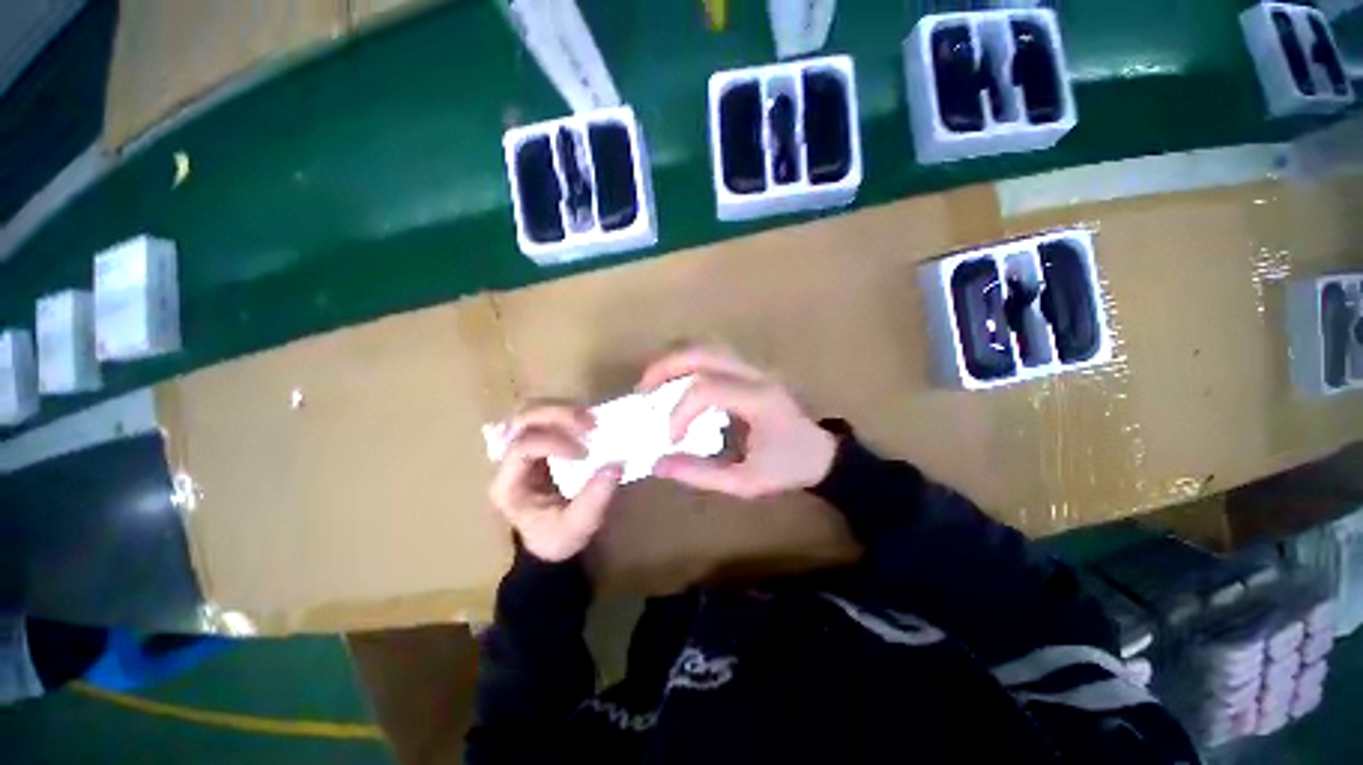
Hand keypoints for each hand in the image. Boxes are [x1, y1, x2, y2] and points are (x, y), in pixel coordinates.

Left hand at [488, 404, 622, 561]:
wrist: (551, 540)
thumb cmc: (557, 537)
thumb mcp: (577, 528)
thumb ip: (594, 500)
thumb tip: (615, 466)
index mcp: (508, 485)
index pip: (520, 448)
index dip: (552, 443)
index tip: (584, 454)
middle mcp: (509, 461)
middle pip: (522, 421)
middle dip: (557, 415)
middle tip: (590, 425)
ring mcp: (524, 447)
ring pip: (534, 411)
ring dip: (565, 410)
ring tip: (593, 422)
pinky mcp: (541, 441)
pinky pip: (550, 416)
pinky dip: (571, 413)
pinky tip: (591, 423)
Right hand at [638, 346, 835, 498]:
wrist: (820, 453)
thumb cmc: (787, 468)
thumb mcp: (746, 482)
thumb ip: (701, 474)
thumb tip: (658, 463)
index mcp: (759, 400)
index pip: (707, 389)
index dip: (680, 412)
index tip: (670, 439)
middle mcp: (756, 374)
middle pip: (704, 352)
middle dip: (666, 367)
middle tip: (643, 391)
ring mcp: (754, 367)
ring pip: (708, 346)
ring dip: (675, 360)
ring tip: (653, 382)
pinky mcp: (750, 370)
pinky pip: (713, 354)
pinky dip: (688, 363)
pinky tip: (675, 380)